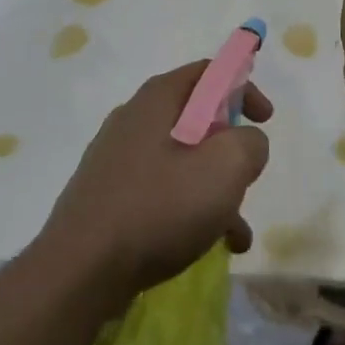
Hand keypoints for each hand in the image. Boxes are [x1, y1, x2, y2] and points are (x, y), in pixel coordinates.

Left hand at [39, 62, 271, 305]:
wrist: (78, 271)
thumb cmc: (157, 208)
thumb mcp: (224, 168)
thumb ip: (249, 144)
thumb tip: (247, 142)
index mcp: (158, 99)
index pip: (208, 73)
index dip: (243, 88)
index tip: (265, 120)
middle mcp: (133, 119)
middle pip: (197, 119)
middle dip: (229, 149)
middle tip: (245, 179)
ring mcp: (115, 158)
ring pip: (181, 161)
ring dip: (213, 189)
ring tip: (235, 231)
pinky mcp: (106, 196)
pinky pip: (159, 191)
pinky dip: (187, 209)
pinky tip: (207, 246)